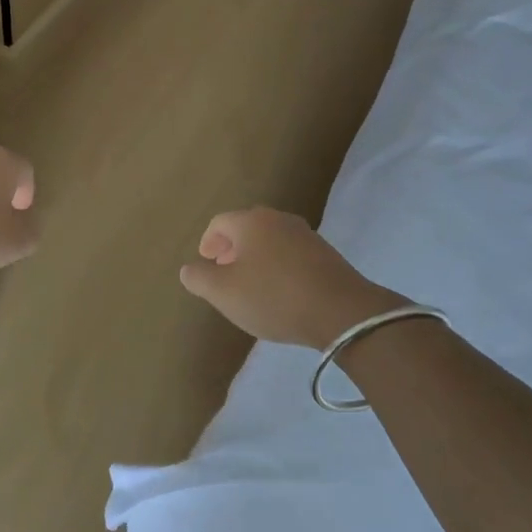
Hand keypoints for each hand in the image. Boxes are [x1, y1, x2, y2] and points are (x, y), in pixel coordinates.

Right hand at [179, 206, 403, 349]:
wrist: (342, 312)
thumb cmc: (274, 297)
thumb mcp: (223, 293)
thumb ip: (199, 278)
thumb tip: (189, 268)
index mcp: (251, 222)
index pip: (220, 222)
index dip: (208, 241)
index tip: (205, 261)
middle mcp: (279, 219)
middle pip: (246, 227)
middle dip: (231, 247)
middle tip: (224, 270)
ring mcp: (306, 235)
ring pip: (271, 240)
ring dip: (256, 256)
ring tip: (251, 283)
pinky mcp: (327, 254)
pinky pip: (291, 253)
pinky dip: (278, 265)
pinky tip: (280, 291)